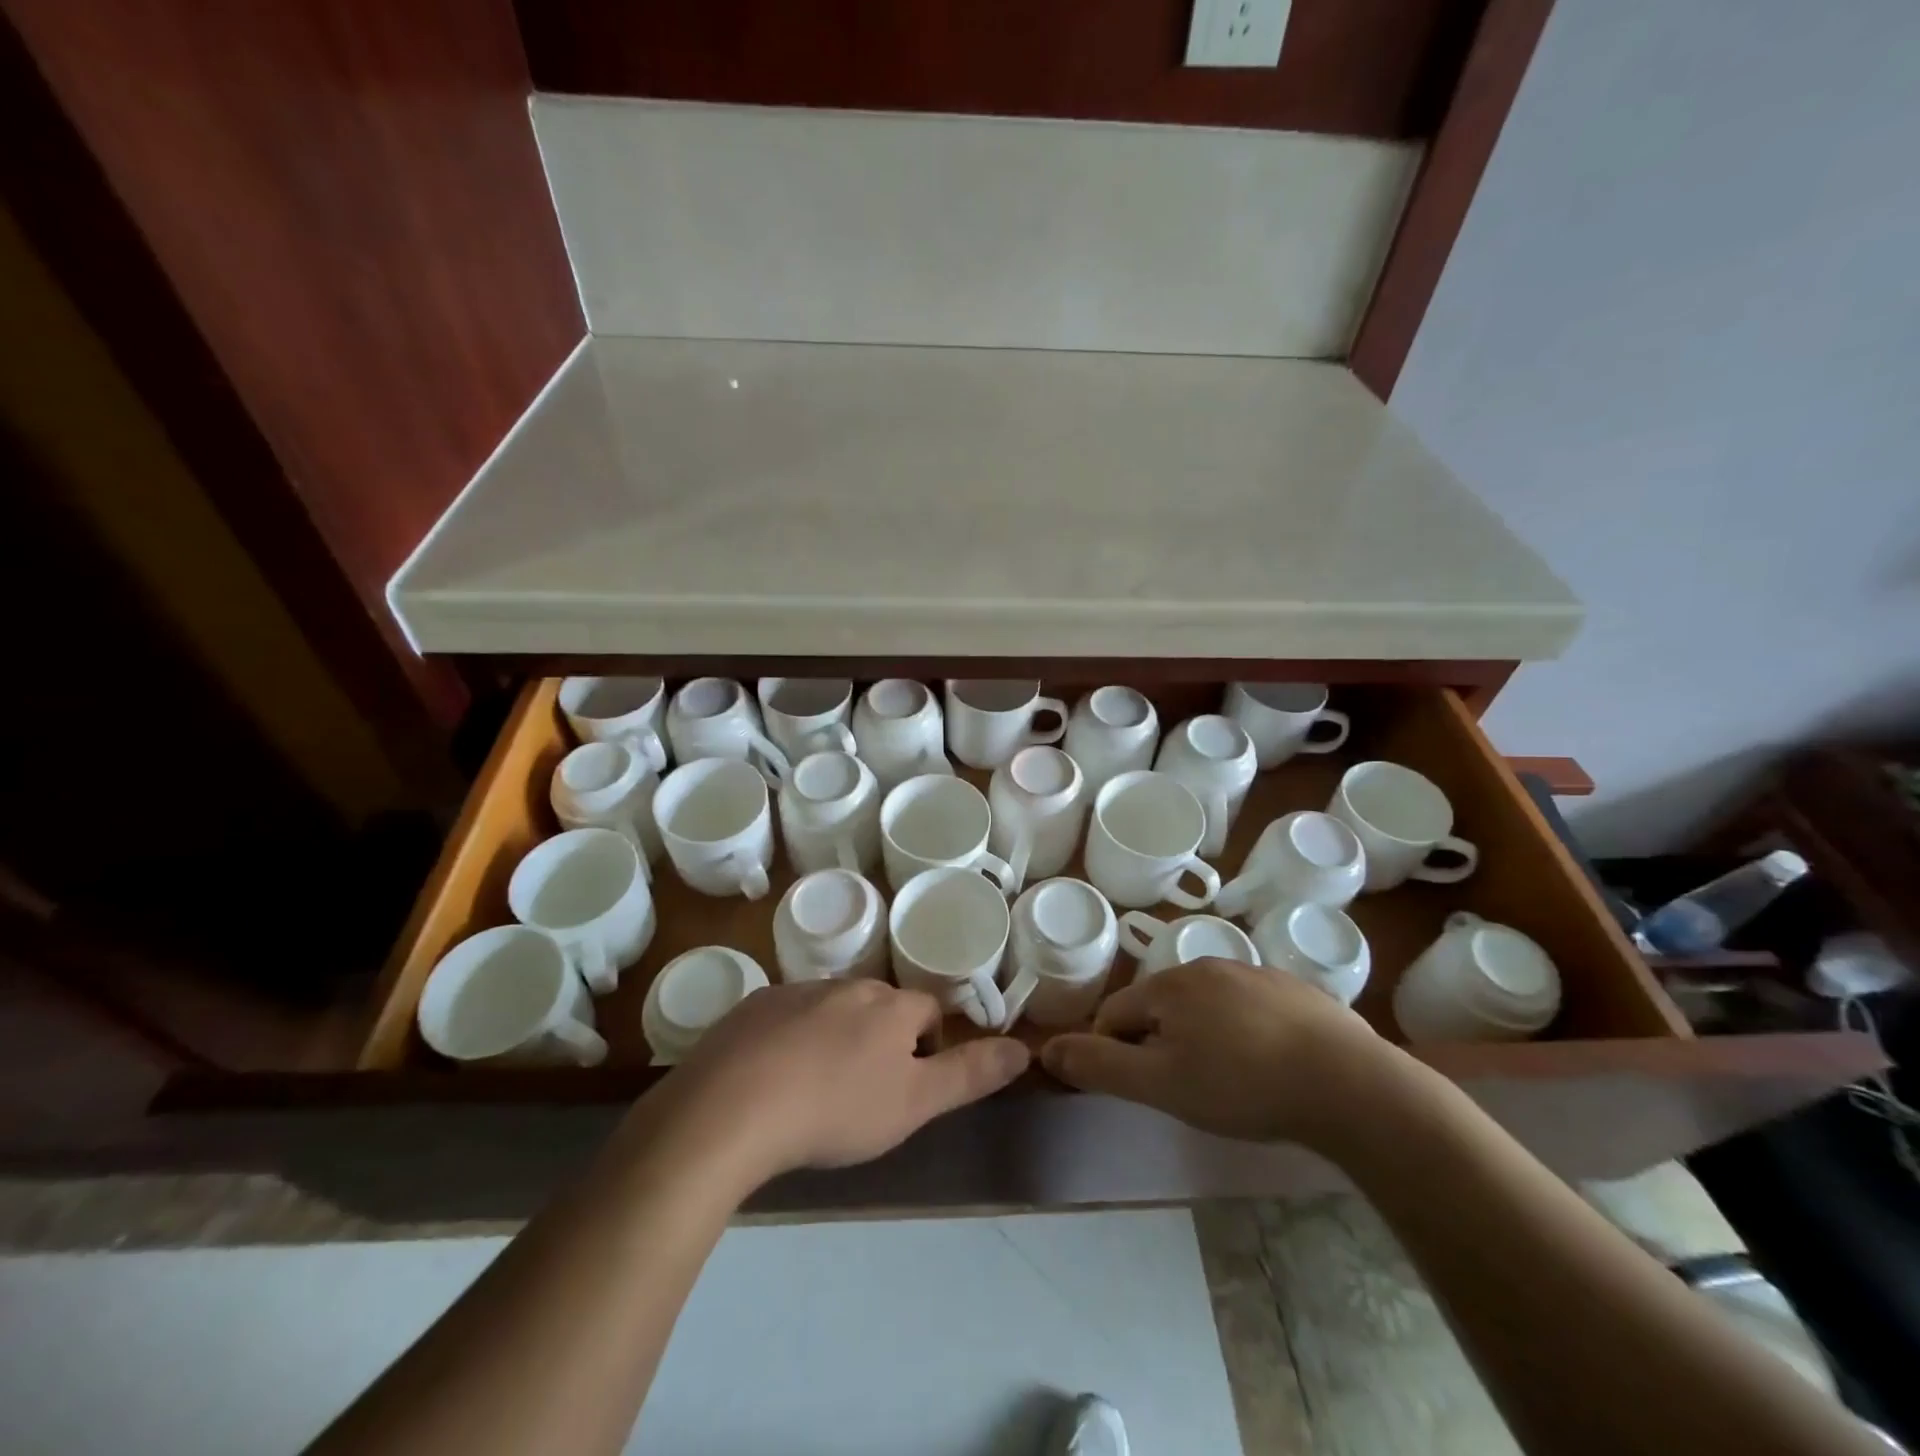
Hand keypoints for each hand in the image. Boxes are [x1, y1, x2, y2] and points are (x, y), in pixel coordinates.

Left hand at [654, 979, 1030, 1183]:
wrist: (731, 1108)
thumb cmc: (836, 1109)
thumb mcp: (914, 1103)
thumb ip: (969, 1074)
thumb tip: (1025, 1048)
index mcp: (889, 1006)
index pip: (927, 1010)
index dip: (928, 1044)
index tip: (911, 1083)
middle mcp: (847, 986)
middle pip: (879, 1006)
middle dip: (882, 1038)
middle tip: (865, 1091)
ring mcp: (796, 992)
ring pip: (832, 1009)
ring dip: (837, 1037)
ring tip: (818, 1089)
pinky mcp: (753, 1006)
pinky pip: (786, 1017)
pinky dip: (792, 1039)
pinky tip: (773, 1079)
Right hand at [1041, 959, 1411, 1147]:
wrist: (1351, 1085)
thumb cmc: (1243, 1086)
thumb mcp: (1162, 1085)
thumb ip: (1101, 1067)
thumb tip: (1046, 1048)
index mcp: (1169, 985)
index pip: (1115, 1014)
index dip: (1112, 1053)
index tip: (1136, 1090)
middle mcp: (1207, 966)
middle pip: (1160, 1006)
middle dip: (1159, 1044)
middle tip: (1185, 1091)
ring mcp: (1255, 973)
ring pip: (1205, 1006)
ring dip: (1201, 1037)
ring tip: (1228, 1084)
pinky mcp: (1295, 990)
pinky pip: (1248, 1010)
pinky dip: (1243, 1034)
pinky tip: (1267, 1068)